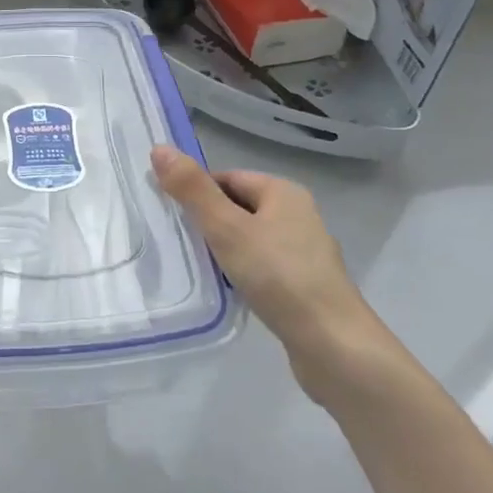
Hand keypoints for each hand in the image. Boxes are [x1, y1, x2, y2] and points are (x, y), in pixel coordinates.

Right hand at [151, 146, 389, 401]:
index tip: (168, 214)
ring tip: (195, 267)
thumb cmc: (278, 276)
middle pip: (237, 207)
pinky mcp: (302, 284)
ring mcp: (303, 252)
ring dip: (222, 250)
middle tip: (176, 241)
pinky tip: (225, 290)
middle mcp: (297, 215)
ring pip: (248, 239)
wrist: (333, 345)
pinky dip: (240, 273)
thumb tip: (159, 148)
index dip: (195, 192)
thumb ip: (192, 190)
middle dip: (207, 222)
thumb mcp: (227, 228)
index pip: (227, 178)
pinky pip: (261, 266)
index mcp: (283, 192)